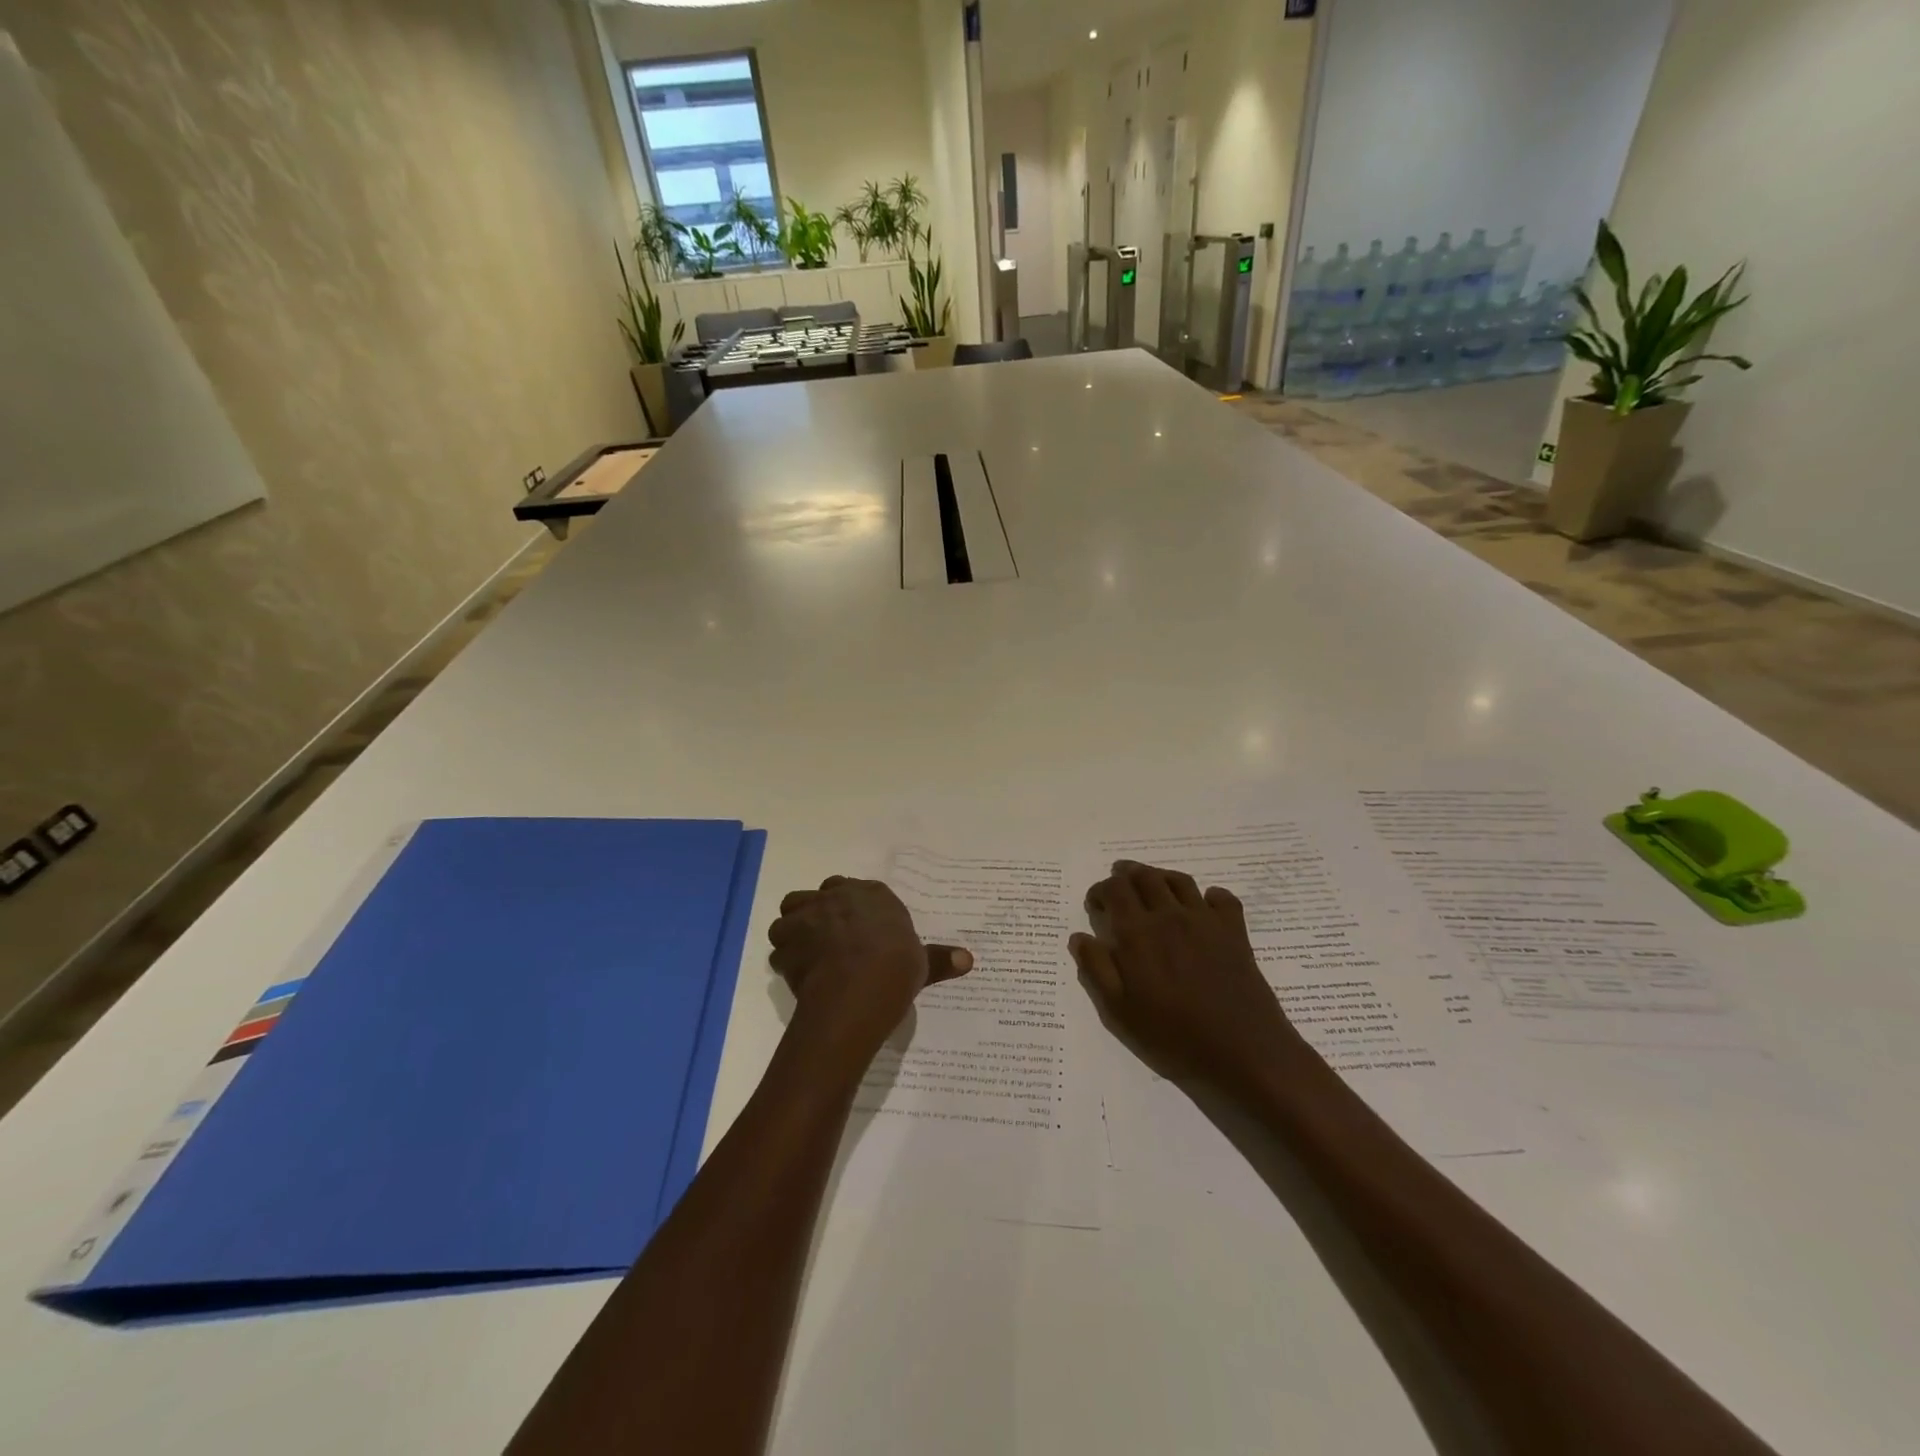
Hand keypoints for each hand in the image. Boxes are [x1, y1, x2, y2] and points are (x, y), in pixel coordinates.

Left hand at [769, 877, 972, 1062]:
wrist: (858, 989)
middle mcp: (838, 896)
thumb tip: (969, 959)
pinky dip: (785, 957)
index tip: (856, 926)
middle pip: (821, 894)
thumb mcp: (922, 965)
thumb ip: (940, 959)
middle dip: (820, 910)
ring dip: (795, 929)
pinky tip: (797, 976)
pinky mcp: (787, 941)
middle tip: (829, 937)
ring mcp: (809, 916)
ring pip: (792, 911)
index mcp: (873, 895)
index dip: (852, 905)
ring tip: (807, 953)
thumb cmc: (896, 970)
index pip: (855, 888)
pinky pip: (780, 946)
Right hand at [1070, 860, 1302, 1095]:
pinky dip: (1210, 895)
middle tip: (1118, 881)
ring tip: (1152, 886)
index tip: (1095, 904)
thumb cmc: (1173, 1036)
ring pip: (1179, 880)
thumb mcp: (1119, 1012)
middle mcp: (1169, 916)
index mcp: (1137, 933)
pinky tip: (1203, 906)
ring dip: (1160, 876)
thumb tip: (1080, 936)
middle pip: (1145, 876)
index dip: (1100, 890)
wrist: (1243, 1052)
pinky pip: (1222, 898)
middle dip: (1126, 873)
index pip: (1114, 890)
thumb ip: (1095, 969)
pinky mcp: (1235, 932)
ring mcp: (1205, 921)